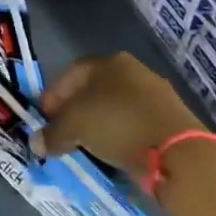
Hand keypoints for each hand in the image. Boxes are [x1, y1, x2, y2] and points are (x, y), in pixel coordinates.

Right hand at [35, 52, 201, 174]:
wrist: (179, 153)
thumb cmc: (117, 125)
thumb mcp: (74, 128)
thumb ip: (52, 133)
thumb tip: (36, 143)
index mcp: (109, 62)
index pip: (71, 74)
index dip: (53, 95)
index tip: (44, 117)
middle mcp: (134, 71)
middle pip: (94, 90)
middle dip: (75, 110)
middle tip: (63, 131)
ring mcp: (156, 94)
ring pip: (115, 107)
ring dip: (98, 124)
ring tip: (86, 144)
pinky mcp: (172, 119)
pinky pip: (135, 124)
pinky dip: (120, 135)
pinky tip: (112, 151)